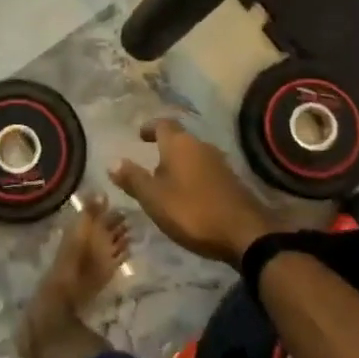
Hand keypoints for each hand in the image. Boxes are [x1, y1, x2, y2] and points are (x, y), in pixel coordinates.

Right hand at [109, 119, 279, 266]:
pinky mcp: (231, 181)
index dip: (150, 128)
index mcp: (179, 144)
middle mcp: (201, 146)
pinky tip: (188, 195)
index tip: (140, 135)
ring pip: (194, 155)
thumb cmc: (192, 211)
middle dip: (164, 149)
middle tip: (150, 162)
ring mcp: (220, 163)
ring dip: (180, 164)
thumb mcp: (154, 198)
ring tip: (166, 182)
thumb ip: (133, 179)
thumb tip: (113, 162)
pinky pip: (205, 171)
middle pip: (179, 139)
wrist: (245, 233)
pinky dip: (193, 177)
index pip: (162, 124)